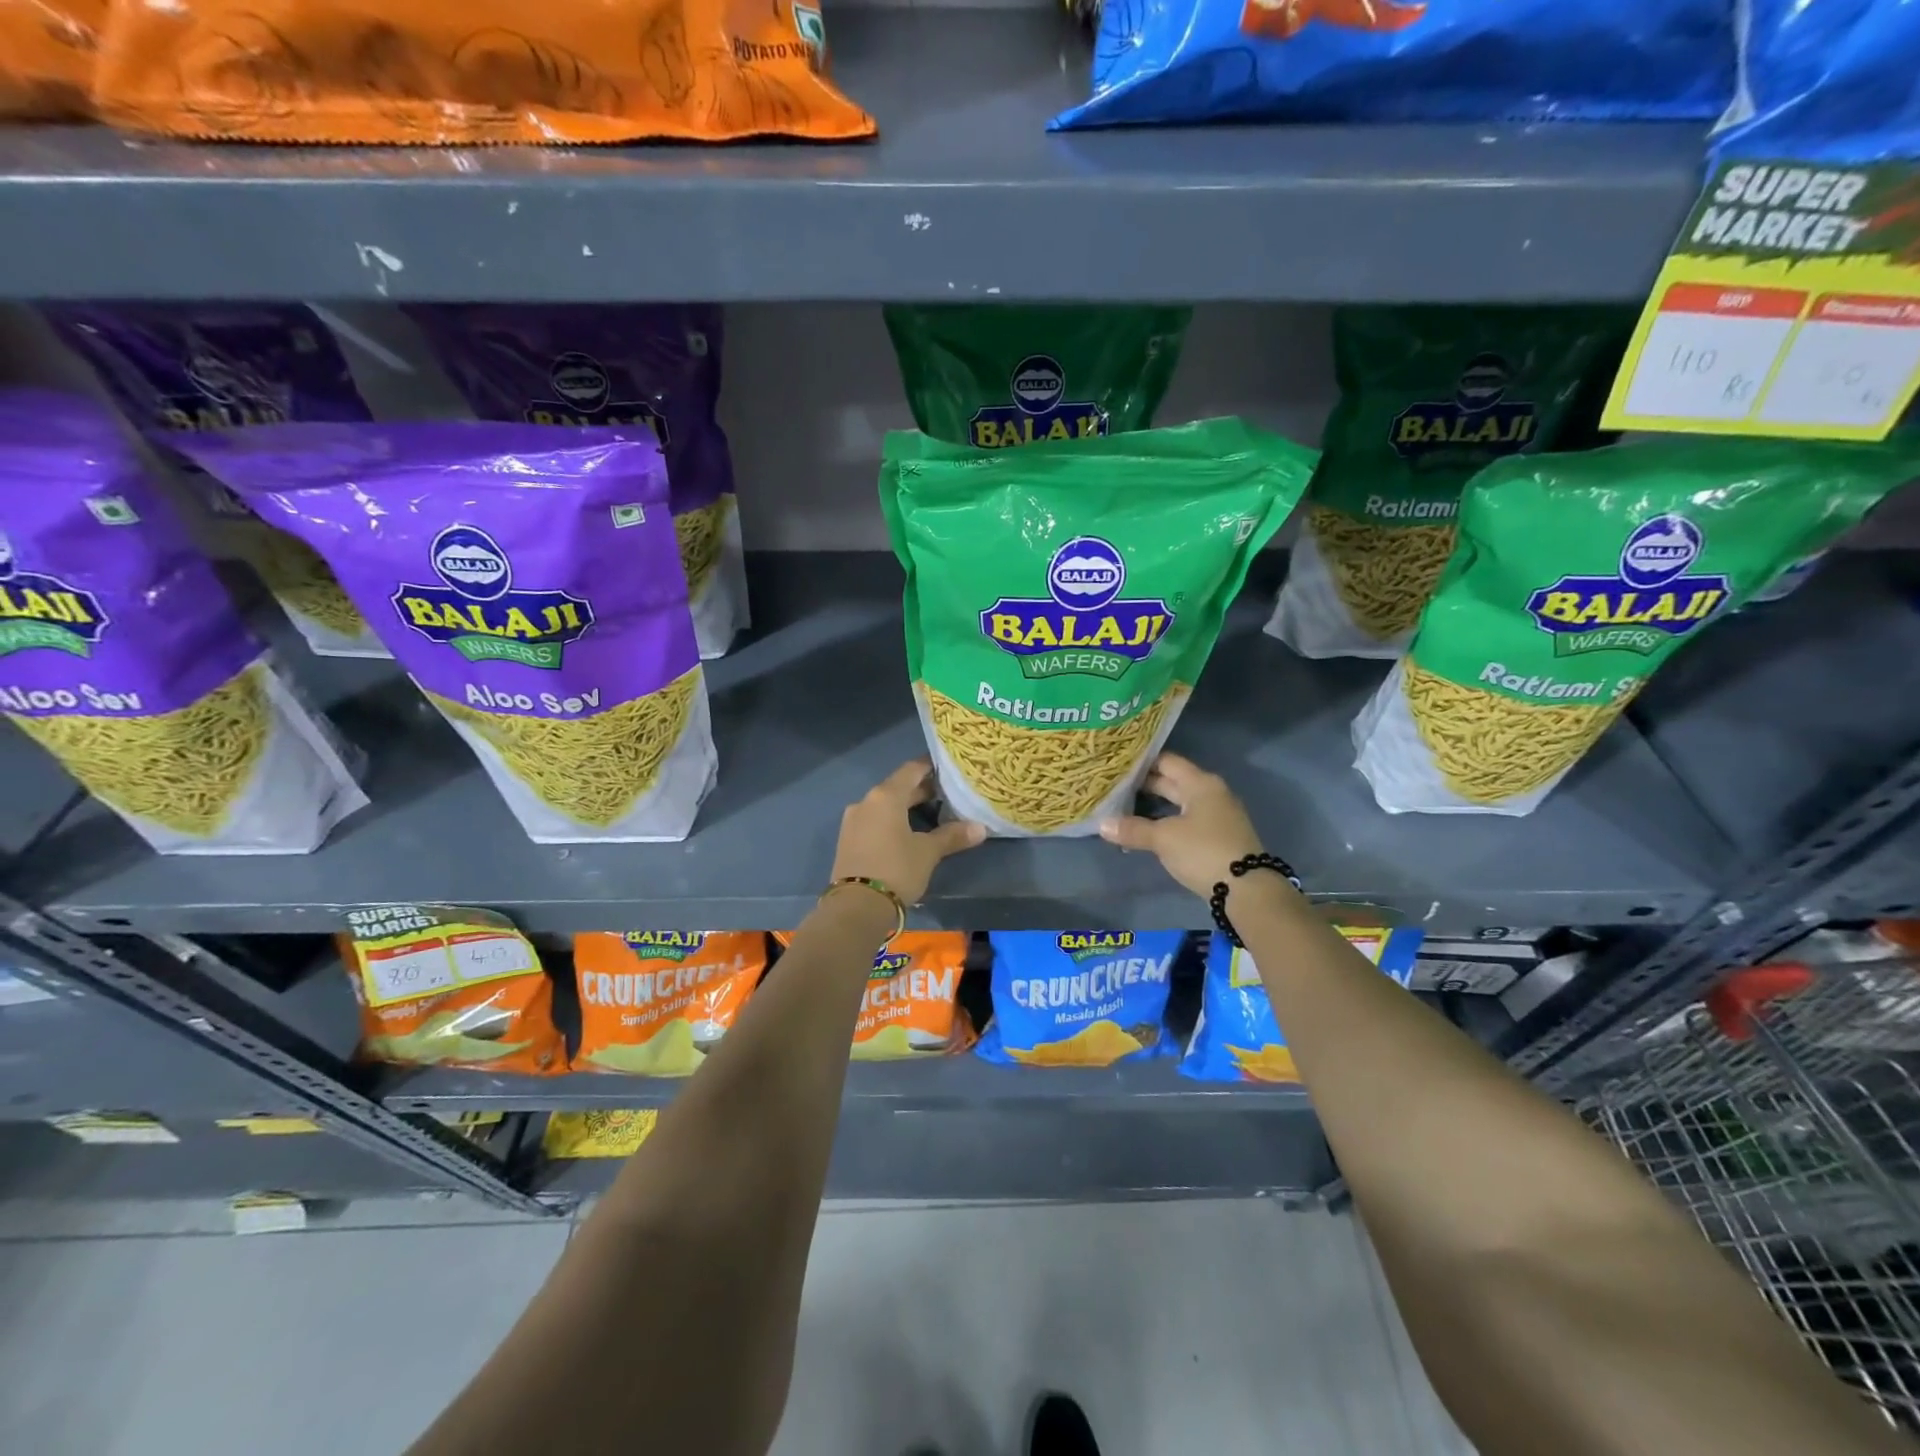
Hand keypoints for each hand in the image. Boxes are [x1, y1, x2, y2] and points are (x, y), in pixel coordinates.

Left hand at [832, 760, 984, 905]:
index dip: (930, 767)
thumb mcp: (928, 853)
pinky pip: (874, 820)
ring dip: (906, 806)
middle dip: (921, 790)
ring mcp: (853, 820)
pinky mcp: (848, 839)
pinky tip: (907, 832)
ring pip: (885, 805)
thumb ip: (952, 836)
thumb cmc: (896, 870)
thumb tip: (981, 828)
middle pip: (897, 787)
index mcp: (886, 796)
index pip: (911, 770)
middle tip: (947, 793)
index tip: (948, 768)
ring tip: (932, 813)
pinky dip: (891, 820)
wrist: (856, 907)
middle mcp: (866, 801)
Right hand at [1099, 752, 1264, 898]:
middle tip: (1115, 786)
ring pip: (1180, 802)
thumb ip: (1133, 829)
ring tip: (1126, 807)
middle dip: (1145, 784)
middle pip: (1174, 781)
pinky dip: (1168, 820)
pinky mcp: (1218, 836)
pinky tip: (1149, 829)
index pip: (1167, 762)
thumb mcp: (1164, 839)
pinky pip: (1187, 819)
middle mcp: (1211, 793)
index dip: (1142, 762)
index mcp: (1200, 783)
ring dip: (1156, 804)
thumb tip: (1102, 824)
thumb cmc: (1203, 851)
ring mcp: (1218, 815)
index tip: (1117, 765)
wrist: (1247, 889)